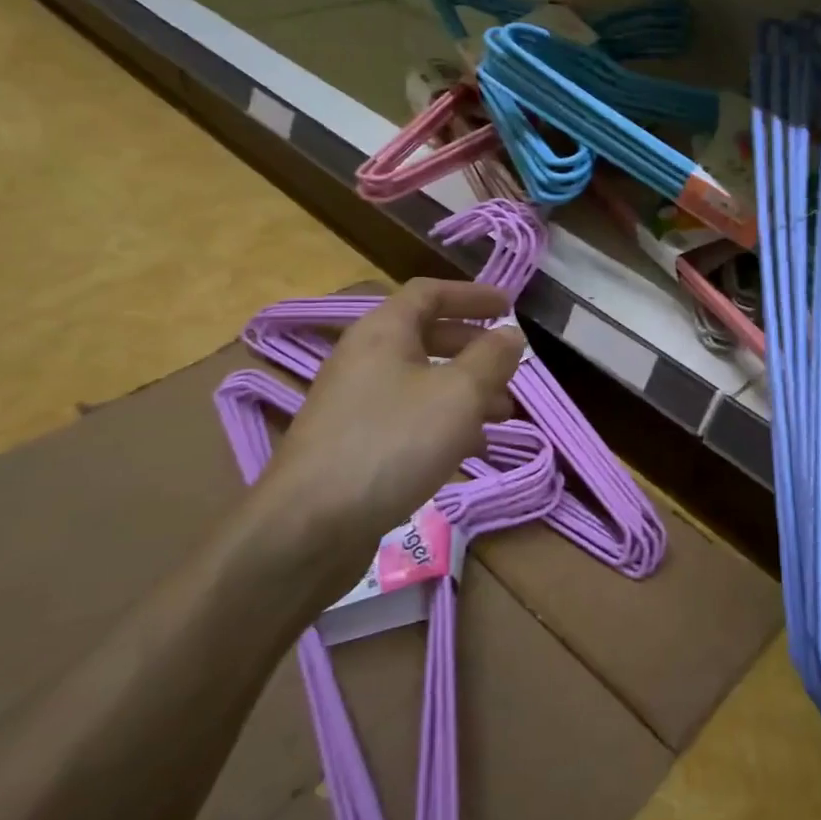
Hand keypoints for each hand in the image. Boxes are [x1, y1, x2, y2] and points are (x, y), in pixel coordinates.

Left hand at [247, 279, 526, 583]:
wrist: (309, 528)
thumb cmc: (392, 443)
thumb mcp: (458, 395)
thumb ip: (491, 359)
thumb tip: (511, 334)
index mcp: (383, 331)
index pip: (430, 292)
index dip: (473, 294)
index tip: (511, 306)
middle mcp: (365, 359)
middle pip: (427, 337)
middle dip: (475, 350)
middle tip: (510, 369)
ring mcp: (356, 404)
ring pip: (422, 382)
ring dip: (466, 391)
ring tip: (503, 416)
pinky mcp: (355, 445)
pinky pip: (409, 418)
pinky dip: (444, 424)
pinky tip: (470, 451)